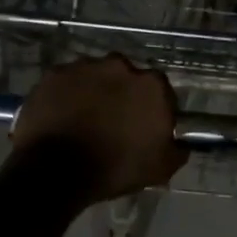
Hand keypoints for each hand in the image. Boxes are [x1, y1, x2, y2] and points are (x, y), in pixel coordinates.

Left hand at [9, 56, 187, 204]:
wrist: (56, 171)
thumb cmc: (115, 168)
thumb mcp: (160, 169)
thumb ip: (176, 150)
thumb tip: (181, 144)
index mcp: (151, 86)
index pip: (160, 91)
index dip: (152, 108)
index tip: (144, 126)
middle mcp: (120, 66)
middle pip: (126, 77)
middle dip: (122, 94)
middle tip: (113, 121)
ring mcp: (84, 67)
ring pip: (95, 76)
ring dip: (94, 92)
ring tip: (84, 119)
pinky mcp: (54, 74)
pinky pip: (66, 82)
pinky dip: (66, 95)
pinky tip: (62, 116)